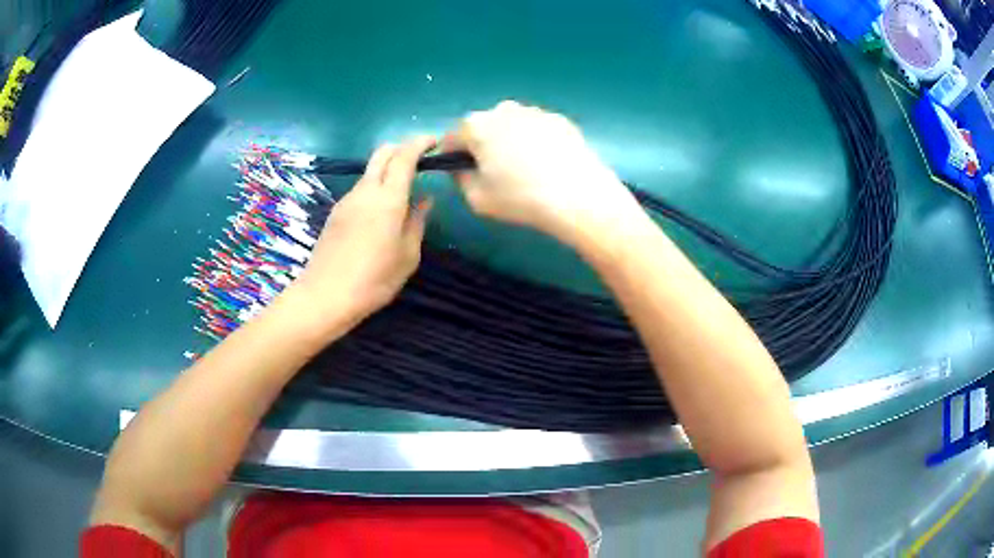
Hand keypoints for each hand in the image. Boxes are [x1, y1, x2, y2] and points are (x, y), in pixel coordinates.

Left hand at [289, 137, 435, 329]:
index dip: (420, 143)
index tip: (434, 142)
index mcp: (388, 199)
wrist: (325, 295)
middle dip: (402, 148)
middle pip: (383, 153)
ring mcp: (347, 200)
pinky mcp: (336, 212)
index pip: (404, 156)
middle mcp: (366, 191)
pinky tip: (381, 210)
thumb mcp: (408, 256)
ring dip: (388, 169)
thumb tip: (426, 200)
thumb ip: (418, 222)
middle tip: (420, 159)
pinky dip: (375, 186)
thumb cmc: (374, 280)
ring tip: (403, 189)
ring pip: (370, 171)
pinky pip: (361, 188)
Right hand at [444, 100, 643, 244]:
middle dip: (484, 145)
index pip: (452, 137)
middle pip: (484, 127)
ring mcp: (535, 112)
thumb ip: (460, 179)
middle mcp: (503, 109)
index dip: (453, 156)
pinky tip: (549, 166)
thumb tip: (461, 168)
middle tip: (497, 174)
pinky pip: (537, 130)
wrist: (579, 196)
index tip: (462, 172)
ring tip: (527, 171)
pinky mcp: (561, 120)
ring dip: (511, 142)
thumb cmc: (521, 198)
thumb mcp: (476, 199)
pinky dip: (537, 143)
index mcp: (476, 126)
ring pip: (512, 126)